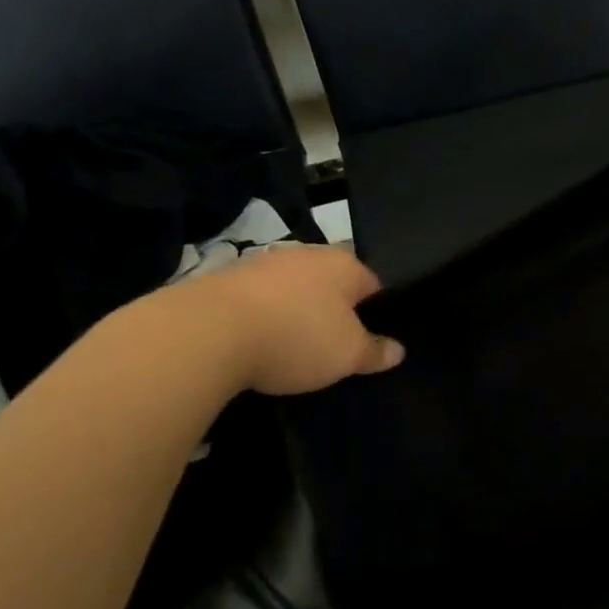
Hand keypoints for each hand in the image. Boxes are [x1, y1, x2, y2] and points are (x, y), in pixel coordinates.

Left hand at [188, 245, 404, 395]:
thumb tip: (398, 350)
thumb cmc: (298, 337)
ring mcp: (263, 263)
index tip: (368, 342)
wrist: (210, 331)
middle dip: (332, 311)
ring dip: (294, 313)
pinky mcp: (226, 279)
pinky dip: (262, 318)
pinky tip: (257, 344)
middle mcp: (306, 254)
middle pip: (330, 284)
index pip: (373, 285)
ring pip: (292, 289)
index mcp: (344, 265)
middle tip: (332, 348)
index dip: (375, 314)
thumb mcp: (348, 355)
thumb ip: (375, 351)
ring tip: (291, 349)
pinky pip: (258, 300)